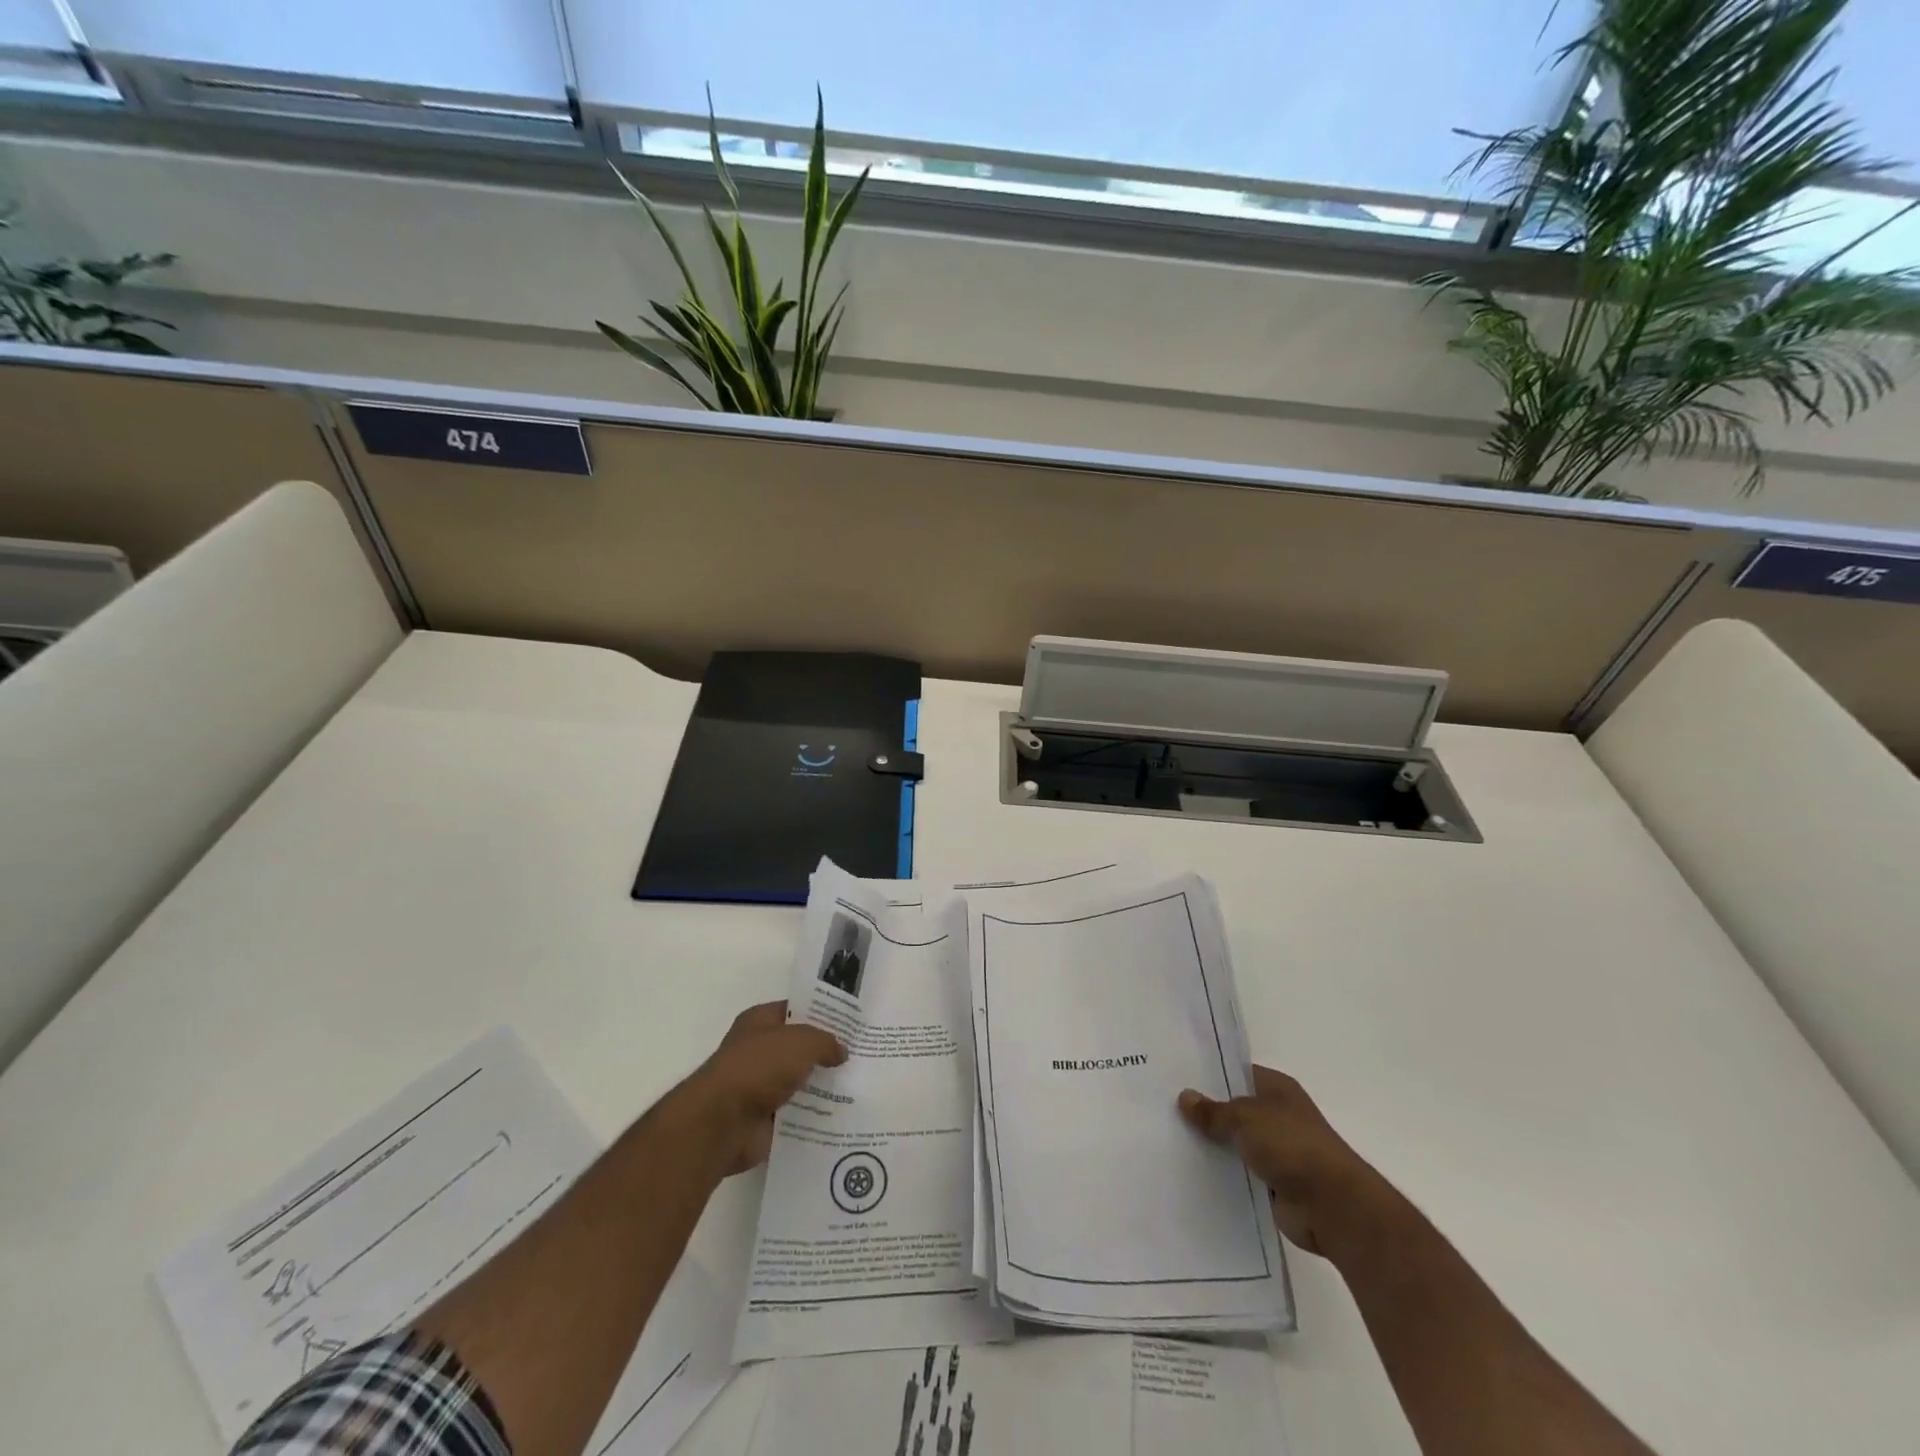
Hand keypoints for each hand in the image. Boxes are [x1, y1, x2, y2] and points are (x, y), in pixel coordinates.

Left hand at [684, 1001, 845, 1175]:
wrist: (723, 1122)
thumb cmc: (759, 1067)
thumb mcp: (802, 1042)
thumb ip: (826, 1042)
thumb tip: (841, 1051)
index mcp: (760, 1021)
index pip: (797, 1010)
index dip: (823, 1013)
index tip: (851, 1022)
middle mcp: (758, 1049)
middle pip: (799, 1047)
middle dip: (826, 1051)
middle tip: (860, 1053)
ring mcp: (759, 1085)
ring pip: (799, 1081)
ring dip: (821, 1085)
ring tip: (857, 1084)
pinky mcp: (763, 1118)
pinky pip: (795, 1112)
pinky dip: (812, 1114)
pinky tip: (841, 1113)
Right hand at [1178, 1066, 1384, 1256]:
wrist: (1333, 1207)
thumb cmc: (1293, 1146)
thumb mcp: (1246, 1118)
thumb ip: (1214, 1111)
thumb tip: (1185, 1097)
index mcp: (1277, 1088)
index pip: (1237, 1073)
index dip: (1210, 1075)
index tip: (1177, 1077)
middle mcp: (1278, 1115)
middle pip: (1234, 1109)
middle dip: (1207, 1112)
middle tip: (1165, 1109)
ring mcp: (1277, 1151)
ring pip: (1235, 1143)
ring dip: (1214, 1146)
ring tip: (1171, 1140)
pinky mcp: (1274, 1184)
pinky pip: (1240, 1173)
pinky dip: (1223, 1174)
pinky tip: (1192, 1172)